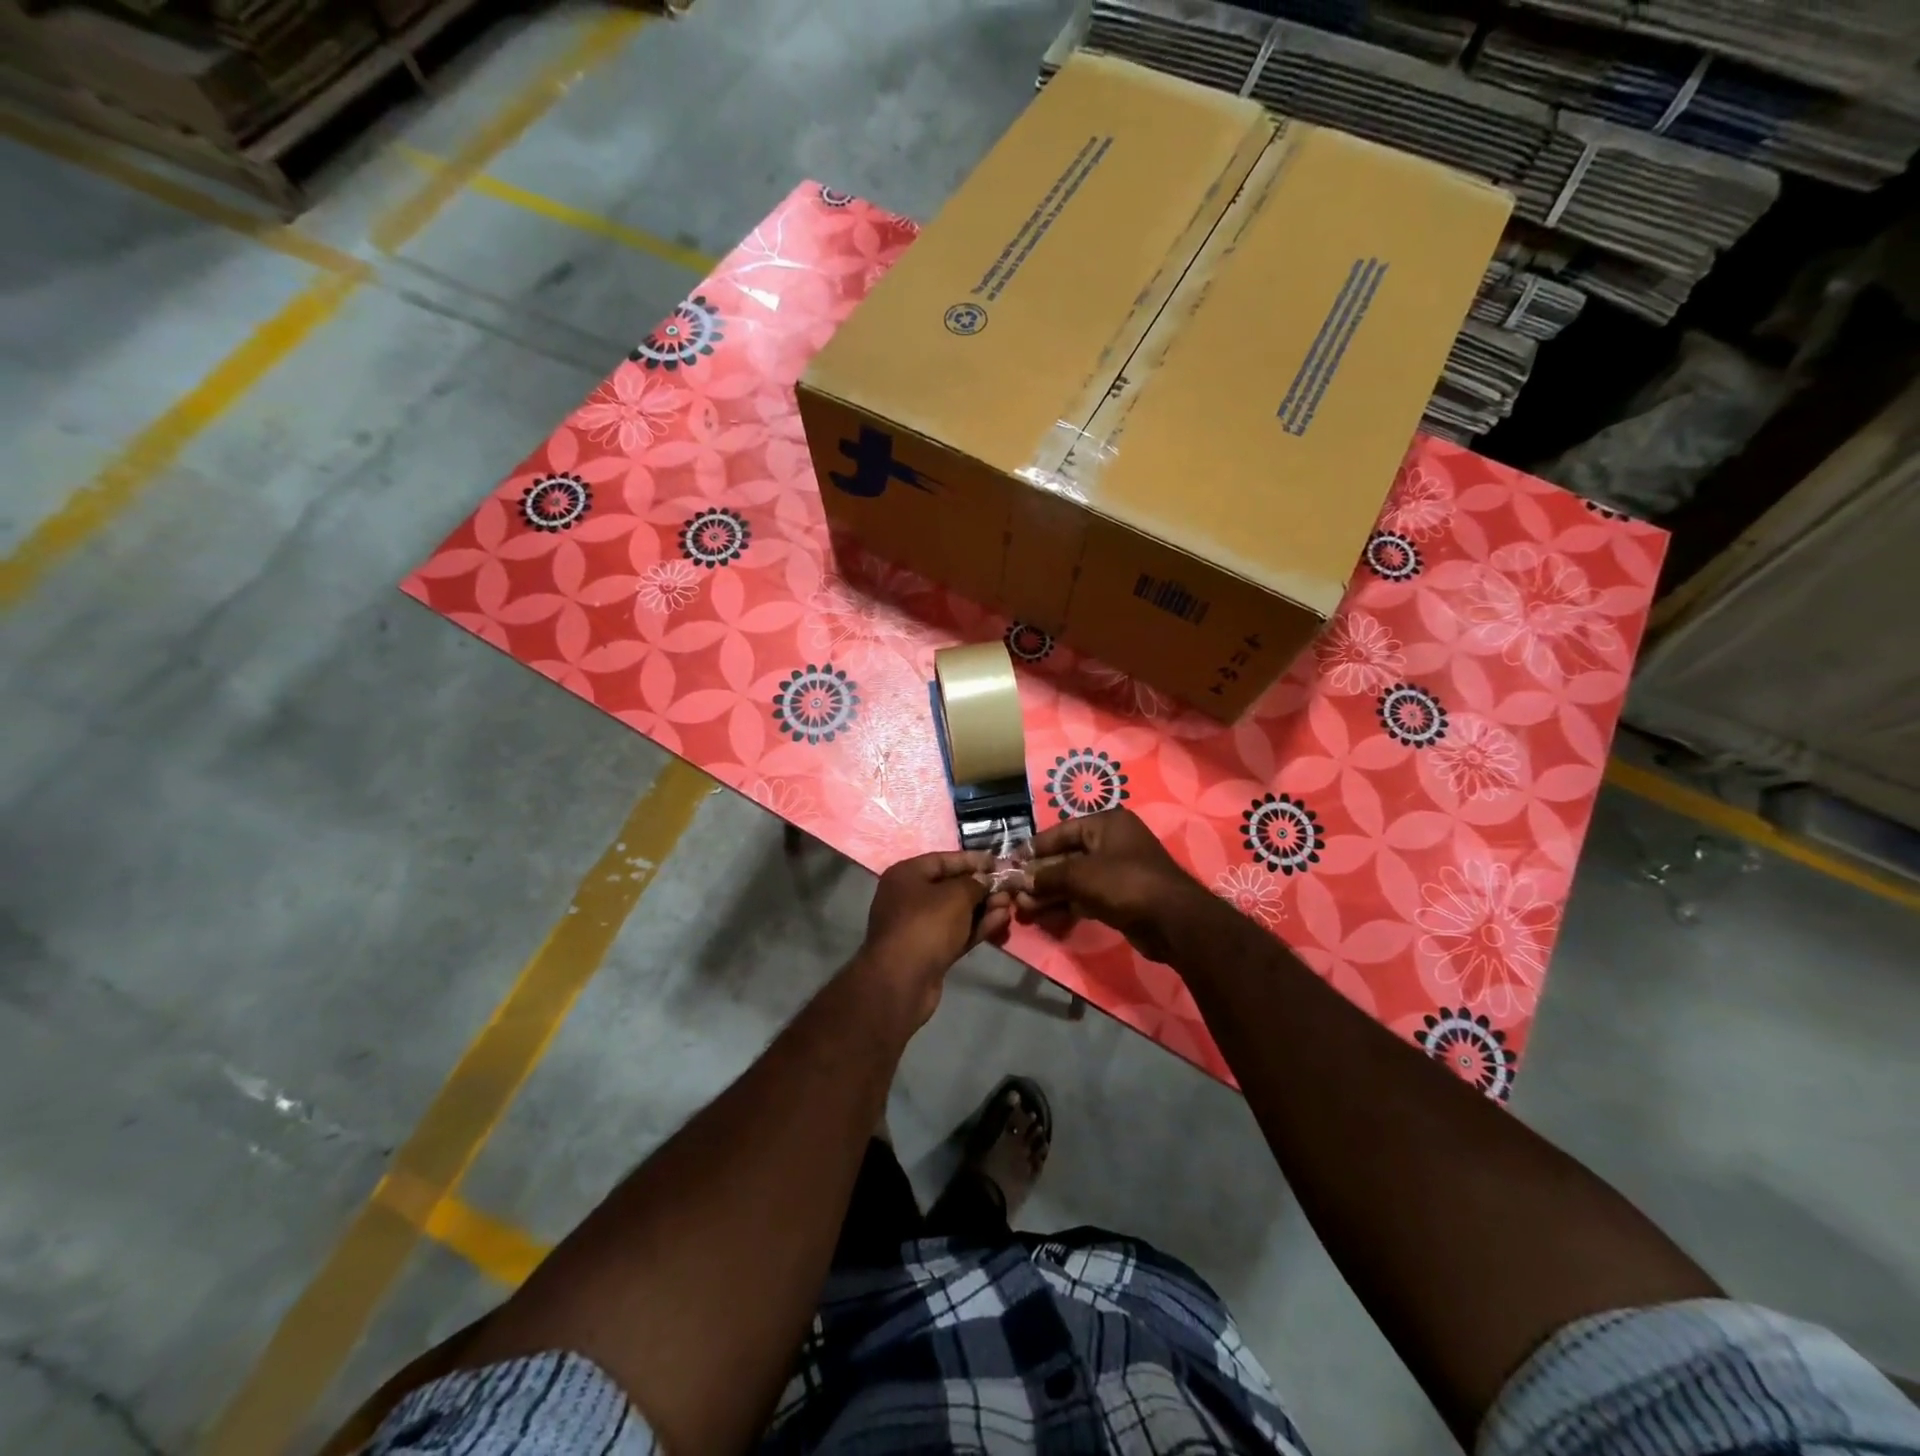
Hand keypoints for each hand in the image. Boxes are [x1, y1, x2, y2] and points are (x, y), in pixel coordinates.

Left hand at [857, 851, 1010, 1025]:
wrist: (902, 980)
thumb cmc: (926, 924)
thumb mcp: (955, 895)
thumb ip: (975, 883)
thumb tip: (985, 880)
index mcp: (907, 875)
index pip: (944, 860)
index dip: (972, 860)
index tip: (998, 862)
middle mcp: (909, 897)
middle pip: (951, 886)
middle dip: (981, 887)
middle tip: (1009, 888)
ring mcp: (918, 926)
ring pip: (957, 912)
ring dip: (983, 908)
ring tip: (1010, 905)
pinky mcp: (929, 951)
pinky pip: (957, 932)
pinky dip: (977, 926)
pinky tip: (1001, 921)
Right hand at [1014, 809, 1209, 963]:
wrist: (1172, 921)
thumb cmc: (1125, 883)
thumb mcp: (1080, 875)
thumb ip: (1047, 876)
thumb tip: (1020, 880)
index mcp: (1106, 824)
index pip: (1061, 831)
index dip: (1034, 847)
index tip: (1010, 862)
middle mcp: (1112, 842)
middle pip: (1066, 856)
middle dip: (1040, 876)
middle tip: (1015, 892)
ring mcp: (1117, 871)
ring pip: (1074, 880)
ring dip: (1049, 893)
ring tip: (1024, 908)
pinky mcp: (1120, 897)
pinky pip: (1085, 897)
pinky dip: (1066, 905)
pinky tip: (1044, 917)